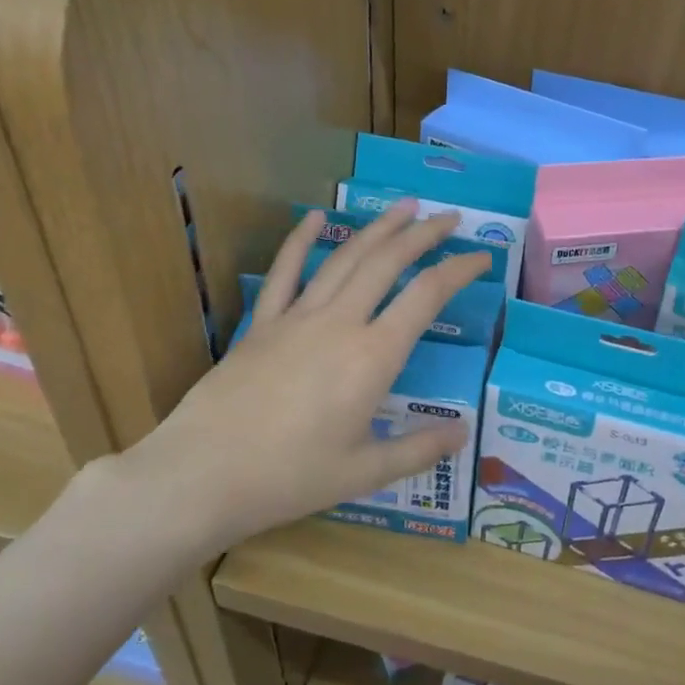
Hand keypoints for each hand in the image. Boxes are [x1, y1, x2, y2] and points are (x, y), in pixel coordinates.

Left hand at [127, 202, 493, 552]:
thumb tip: (464, 433)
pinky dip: (301, 241)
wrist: (203, 474)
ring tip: (404, 207)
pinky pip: (285, 272)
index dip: (459, 270)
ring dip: (378, 229)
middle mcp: (340, 323)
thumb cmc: (289, 477)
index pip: (426, 296)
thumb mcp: (364, 473)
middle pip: (388, 262)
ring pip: (345, 258)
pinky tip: (315, 217)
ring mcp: (297, 317)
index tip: (482, 257)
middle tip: (449, 217)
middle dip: (423, 235)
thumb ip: (419, 449)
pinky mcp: (262, 323)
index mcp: (373, 357)